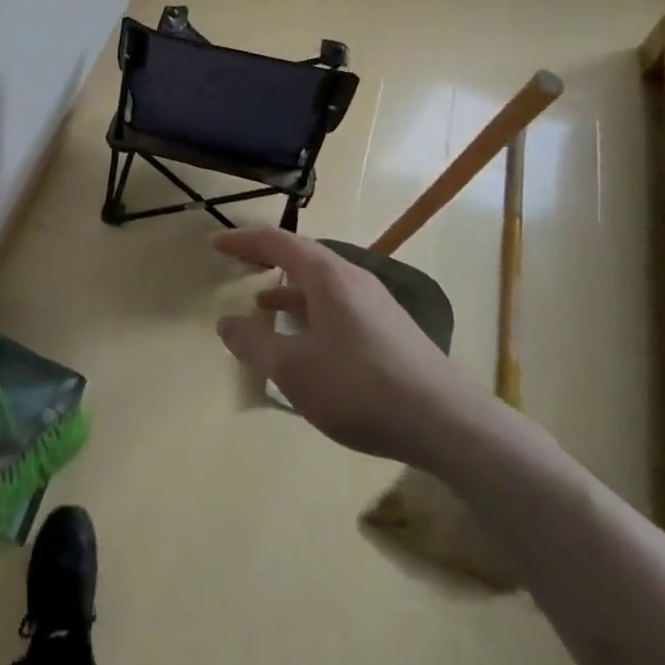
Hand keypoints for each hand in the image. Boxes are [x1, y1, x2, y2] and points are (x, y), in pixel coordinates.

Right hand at [213, 227, 493, 471]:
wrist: (448, 423)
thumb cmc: (360, 388)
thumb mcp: (294, 371)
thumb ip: (254, 345)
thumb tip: (226, 323)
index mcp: (326, 275)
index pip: (275, 242)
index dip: (242, 241)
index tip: (216, 244)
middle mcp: (351, 277)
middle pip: (301, 256)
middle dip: (266, 261)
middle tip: (239, 268)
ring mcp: (376, 302)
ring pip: (321, 284)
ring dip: (289, 291)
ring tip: (264, 309)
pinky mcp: (391, 328)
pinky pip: (339, 305)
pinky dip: (312, 312)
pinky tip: (309, 344)